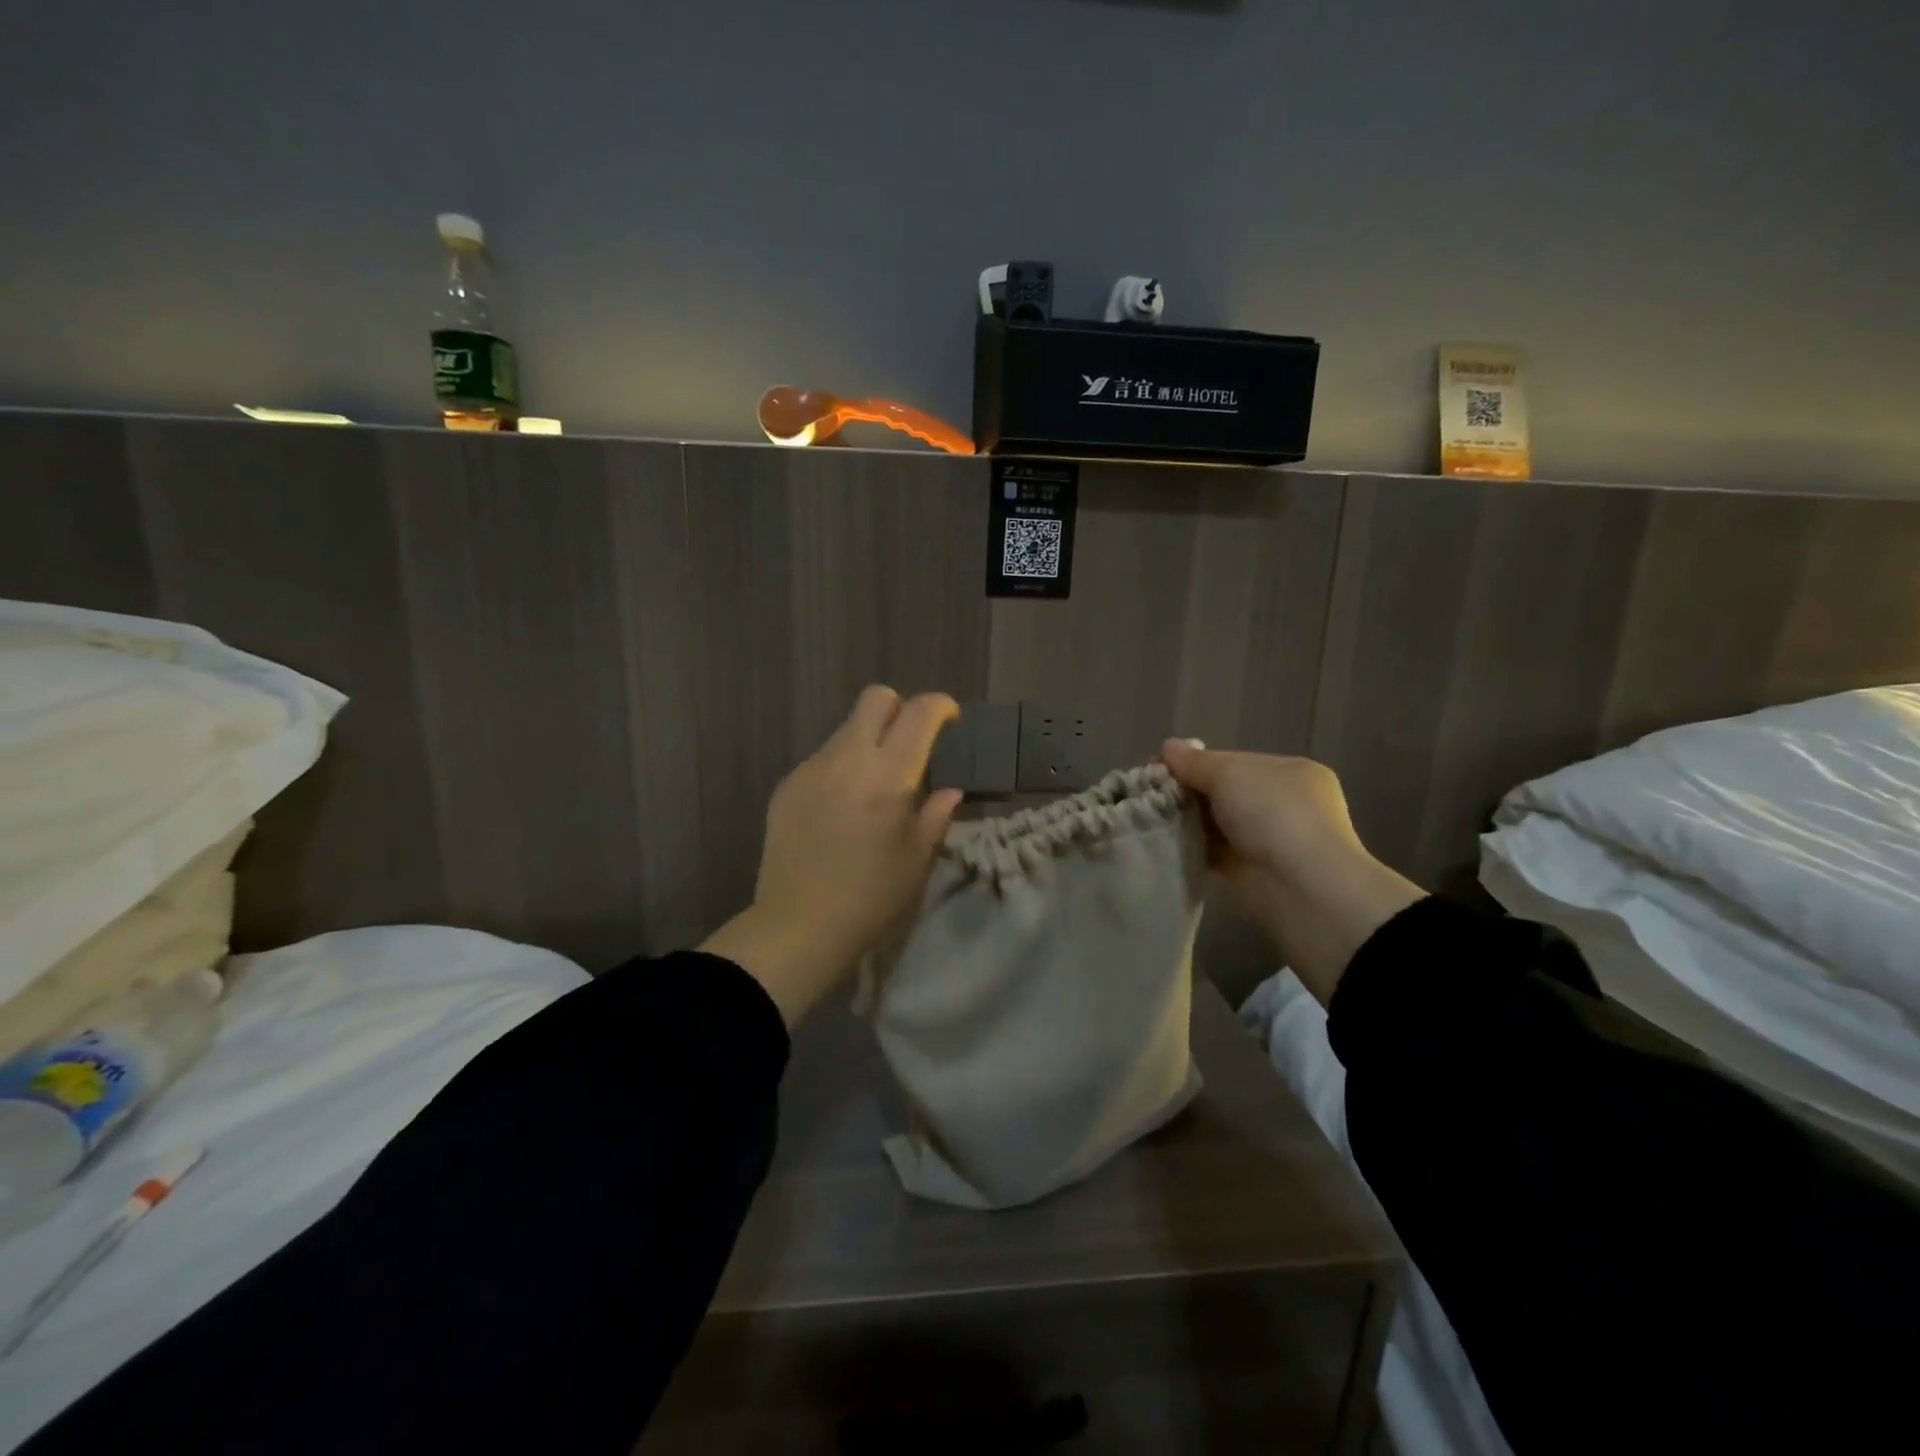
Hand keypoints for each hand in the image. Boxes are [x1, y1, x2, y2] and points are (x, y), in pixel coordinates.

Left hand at [702, 687, 962, 1025]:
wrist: (798, 925)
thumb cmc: (870, 897)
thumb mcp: (917, 859)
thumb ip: (936, 814)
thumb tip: (947, 790)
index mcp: (888, 775)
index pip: (919, 712)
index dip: (941, 707)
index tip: (950, 721)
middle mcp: (848, 758)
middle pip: (875, 699)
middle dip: (900, 709)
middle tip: (911, 745)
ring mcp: (812, 768)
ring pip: (846, 728)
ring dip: (869, 741)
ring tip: (874, 785)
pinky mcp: (788, 784)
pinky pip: (823, 757)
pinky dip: (842, 766)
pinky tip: (842, 807)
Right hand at [1160, 739, 1422, 1004]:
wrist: (1301, 888)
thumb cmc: (1273, 815)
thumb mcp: (1230, 774)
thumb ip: (1195, 762)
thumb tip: (1167, 747)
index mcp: (1290, 772)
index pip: (1233, 761)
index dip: (1195, 762)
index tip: (1158, 767)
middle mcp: (1282, 803)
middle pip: (1222, 791)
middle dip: (1186, 790)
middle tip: (1147, 793)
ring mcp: (1267, 839)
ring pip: (1215, 822)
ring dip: (1185, 819)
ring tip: (1148, 816)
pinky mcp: (1249, 871)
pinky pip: (1212, 851)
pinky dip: (1190, 846)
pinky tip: (1162, 840)